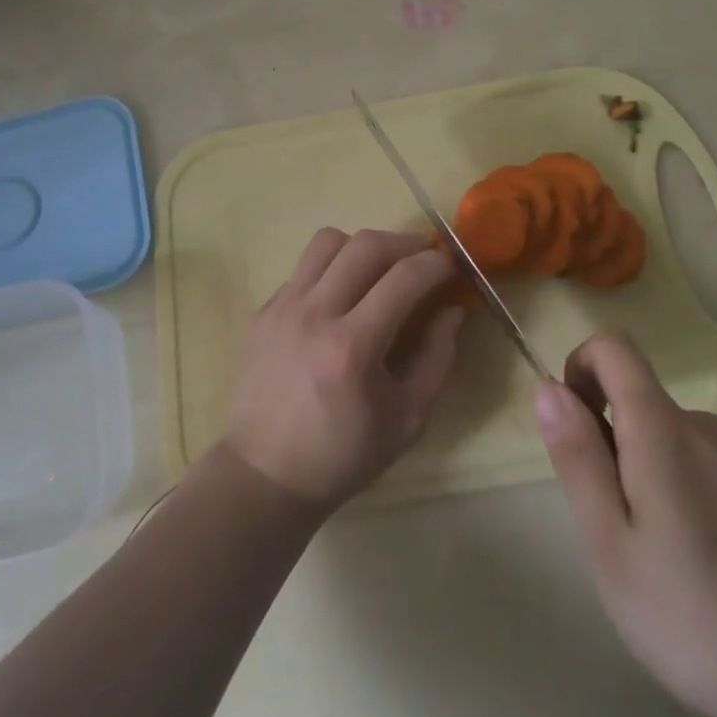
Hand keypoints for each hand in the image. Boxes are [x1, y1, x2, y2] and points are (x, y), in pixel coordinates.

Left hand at [225, 228, 466, 507]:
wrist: (264, 475)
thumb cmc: (342, 455)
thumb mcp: (406, 420)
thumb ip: (437, 360)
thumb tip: (452, 311)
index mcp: (352, 347)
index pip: (404, 278)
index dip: (435, 264)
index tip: (449, 266)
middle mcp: (315, 314)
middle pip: (365, 244)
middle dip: (404, 243)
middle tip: (421, 258)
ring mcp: (283, 306)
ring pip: (328, 241)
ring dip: (362, 246)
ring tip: (378, 269)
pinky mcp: (264, 309)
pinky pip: (304, 267)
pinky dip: (331, 268)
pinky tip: (341, 297)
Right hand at [533, 333, 716, 716]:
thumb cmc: (702, 620)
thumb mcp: (613, 547)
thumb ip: (578, 459)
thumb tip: (546, 386)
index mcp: (663, 428)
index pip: (613, 347)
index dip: (579, 368)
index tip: (572, 429)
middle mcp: (700, 427)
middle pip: (632, 396)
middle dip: (603, 440)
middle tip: (610, 525)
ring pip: (657, 436)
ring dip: (633, 473)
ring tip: (650, 559)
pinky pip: (687, 463)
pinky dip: (666, 493)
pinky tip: (688, 568)